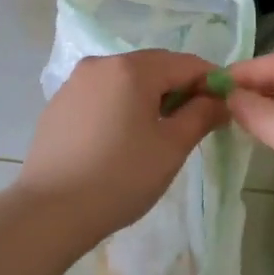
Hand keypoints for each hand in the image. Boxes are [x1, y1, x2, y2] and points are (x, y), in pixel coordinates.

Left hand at [18, 50, 228, 246]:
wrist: (50, 211)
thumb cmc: (120, 177)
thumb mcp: (171, 148)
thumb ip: (201, 116)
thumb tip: (220, 99)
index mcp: (132, 68)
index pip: (185, 63)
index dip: (210, 82)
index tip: (224, 107)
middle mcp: (101, 63)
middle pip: (154, 67)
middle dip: (179, 89)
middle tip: (194, 123)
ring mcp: (75, 82)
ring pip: (126, 80)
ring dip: (149, 97)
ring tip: (158, 133)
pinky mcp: (59, 103)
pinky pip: (102, 94)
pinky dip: (120, 106)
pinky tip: (121, 139)